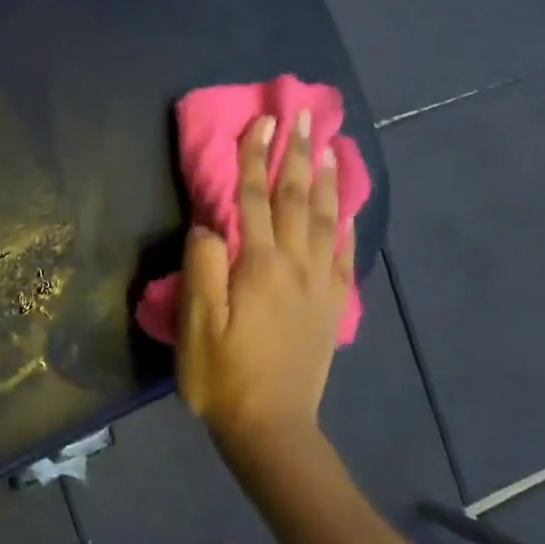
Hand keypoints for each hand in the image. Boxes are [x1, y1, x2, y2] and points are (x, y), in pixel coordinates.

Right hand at [176, 111, 352, 456]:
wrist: (271, 426)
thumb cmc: (221, 373)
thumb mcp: (196, 322)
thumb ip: (202, 266)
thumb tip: (210, 223)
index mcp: (259, 266)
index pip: (255, 199)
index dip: (255, 158)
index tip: (262, 121)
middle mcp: (296, 266)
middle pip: (297, 199)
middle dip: (297, 155)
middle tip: (303, 117)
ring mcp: (320, 285)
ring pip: (327, 220)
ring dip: (327, 179)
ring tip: (330, 146)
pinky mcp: (332, 305)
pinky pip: (345, 254)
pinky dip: (348, 223)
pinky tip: (348, 206)